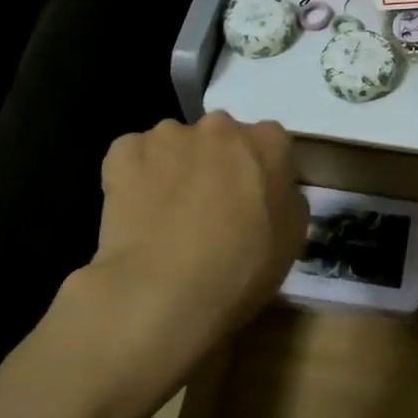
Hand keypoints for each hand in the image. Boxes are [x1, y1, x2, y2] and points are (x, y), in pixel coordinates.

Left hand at [47, 114, 307, 389]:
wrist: (163, 291)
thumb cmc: (241, 267)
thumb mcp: (292, 238)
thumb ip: (287, 198)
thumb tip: (271, 190)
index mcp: (267, 141)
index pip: (270, 143)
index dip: (260, 172)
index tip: (253, 200)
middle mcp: (220, 126)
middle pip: (220, 138)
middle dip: (216, 162)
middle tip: (210, 207)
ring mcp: (168, 135)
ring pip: (174, 146)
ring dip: (175, 167)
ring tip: (166, 215)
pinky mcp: (124, 152)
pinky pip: (132, 157)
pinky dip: (134, 176)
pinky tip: (136, 211)